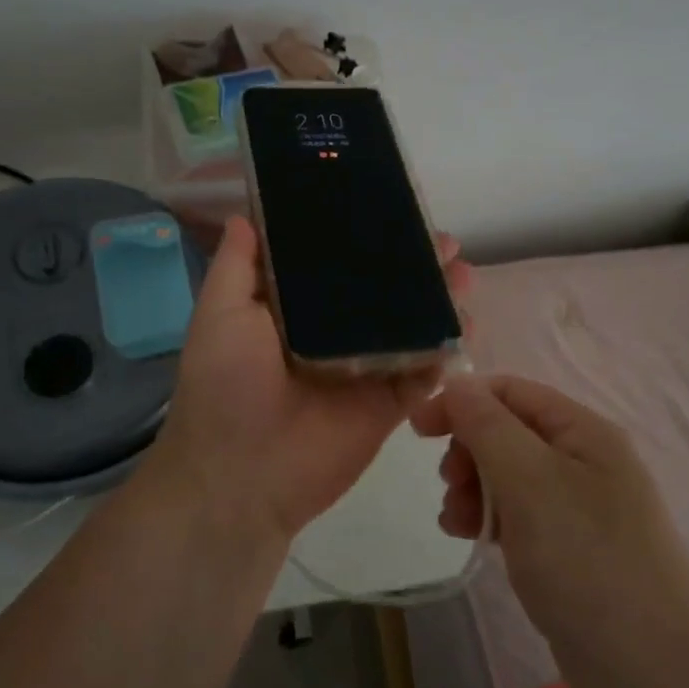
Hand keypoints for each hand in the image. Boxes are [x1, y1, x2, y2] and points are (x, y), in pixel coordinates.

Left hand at [145, 215, 472, 543]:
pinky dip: (447, 349)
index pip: (336, 264)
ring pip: (410, 326)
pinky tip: (468, 323)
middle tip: (446, 243)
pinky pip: (424, 372)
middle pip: (382, 292)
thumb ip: (237, 266)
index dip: (364, 238)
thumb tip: (244, 214)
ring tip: (465, 275)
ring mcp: (365, 369)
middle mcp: (333, 334)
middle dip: (415, 266)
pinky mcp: (388, 404)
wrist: (241, 477)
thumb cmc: (225, 386)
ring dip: (439, 300)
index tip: (394, 210)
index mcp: (294, 311)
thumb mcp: (220, 313)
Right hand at [410, 374, 688, 687]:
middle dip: (468, 451)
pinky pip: (519, 514)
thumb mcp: (528, 480)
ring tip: (454, 521)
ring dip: (472, 488)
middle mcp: (584, 459)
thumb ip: (487, 425)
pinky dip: (489, 518)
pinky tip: (469, 538)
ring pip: (508, 475)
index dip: (461, 401)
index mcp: (583, 431)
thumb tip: (456, 383)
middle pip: (507, 431)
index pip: (510, 391)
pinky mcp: (570, 547)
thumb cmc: (585, 560)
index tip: (418, 430)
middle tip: (449, 484)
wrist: (649, 670)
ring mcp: (580, 506)